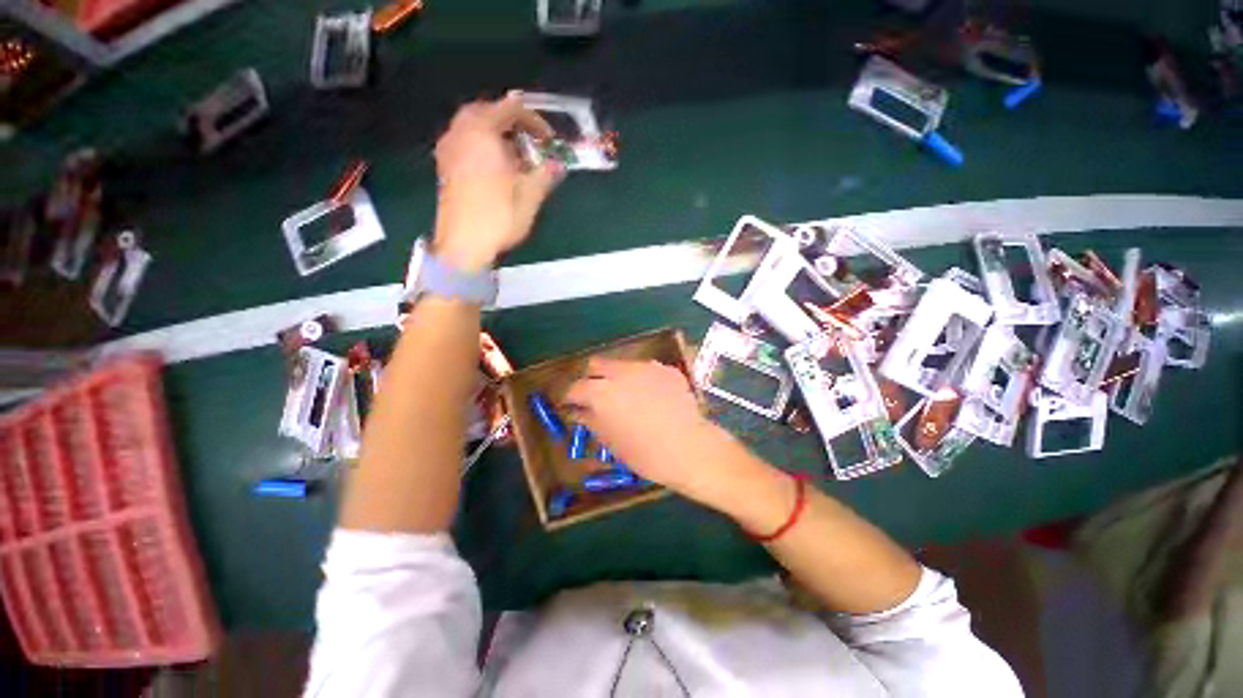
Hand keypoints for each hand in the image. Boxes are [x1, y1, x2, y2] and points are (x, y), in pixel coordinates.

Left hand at [433, 91, 563, 271]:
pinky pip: (464, 142)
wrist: (464, 245)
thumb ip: (546, 174)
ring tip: (514, 155)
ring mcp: (449, 150)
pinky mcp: (445, 167)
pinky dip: (482, 145)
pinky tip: (495, 167)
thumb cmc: (499, 216)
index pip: (510, 108)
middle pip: (486, 111)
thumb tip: (558, 165)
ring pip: (472, 127)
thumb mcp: (531, 195)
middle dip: (510, 122)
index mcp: (483, 132)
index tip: (548, 140)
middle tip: (529, 141)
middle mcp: (461, 133)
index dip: (534, 120)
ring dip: (495, 134)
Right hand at [565, 358, 717, 493]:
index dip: (570, 398)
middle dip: (592, 378)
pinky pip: (646, 370)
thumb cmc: (645, 453)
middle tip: (596, 396)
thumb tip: (578, 411)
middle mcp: (621, 372)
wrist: (690, 448)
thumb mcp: (611, 441)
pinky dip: (642, 380)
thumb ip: (591, 420)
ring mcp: (646, 367)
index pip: (575, 387)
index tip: (571, 406)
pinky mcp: (666, 369)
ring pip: (622, 364)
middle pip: (596, 364)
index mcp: (601, 392)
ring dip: (617, 377)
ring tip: (628, 397)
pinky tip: (652, 398)